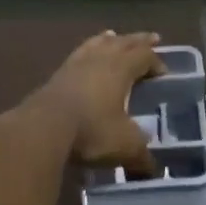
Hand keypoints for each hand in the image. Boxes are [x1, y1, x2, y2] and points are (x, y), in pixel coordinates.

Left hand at [25, 31, 166, 175]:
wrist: (42, 130)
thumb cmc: (91, 131)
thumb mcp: (124, 146)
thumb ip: (141, 154)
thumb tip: (152, 168)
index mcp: (121, 69)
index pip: (145, 56)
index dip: (157, 62)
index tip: (164, 74)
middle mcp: (101, 59)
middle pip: (124, 42)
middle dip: (139, 41)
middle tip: (152, 37)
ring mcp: (76, 64)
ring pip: (99, 43)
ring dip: (111, 40)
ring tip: (115, 36)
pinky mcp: (57, 74)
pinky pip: (79, 53)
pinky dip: (88, 49)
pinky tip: (85, 54)